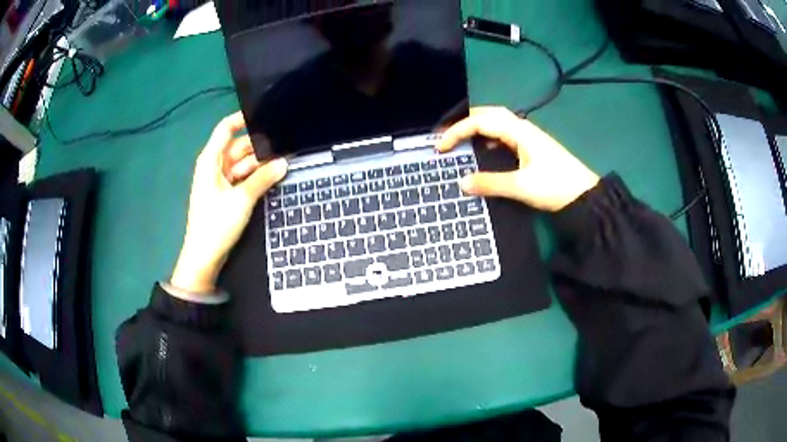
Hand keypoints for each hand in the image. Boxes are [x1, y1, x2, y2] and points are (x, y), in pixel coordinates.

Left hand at [171, 112, 287, 292]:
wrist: (204, 256)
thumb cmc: (216, 224)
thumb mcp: (241, 199)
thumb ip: (263, 178)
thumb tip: (283, 162)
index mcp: (211, 160)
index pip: (226, 128)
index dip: (243, 118)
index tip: (266, 114)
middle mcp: (214, 165)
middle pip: (238, 146)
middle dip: (259, 144)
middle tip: (285, 142)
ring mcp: (219, 180)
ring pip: (242, 162)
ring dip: (259, 162)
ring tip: (284, 157)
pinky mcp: (225, 193)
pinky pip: (242, 177)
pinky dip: (255, 175)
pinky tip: (272, 174)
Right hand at [437, 107, 598, 211]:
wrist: (584, 195)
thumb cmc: (555, 187)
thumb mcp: (521, 187)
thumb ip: (490, 183)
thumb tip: (462, 182)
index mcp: (519, 131)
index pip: (481, 122)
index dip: (457, 131)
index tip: (440, 146)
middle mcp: (523, 128)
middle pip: (489, 114)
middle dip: (465, 121)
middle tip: (447, 134)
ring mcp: (529, 136)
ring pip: (497, 121)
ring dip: (477, 126)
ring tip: (461, 138)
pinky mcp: (533, 145)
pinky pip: (505, 133)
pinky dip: (489, 136)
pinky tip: (486, 149)